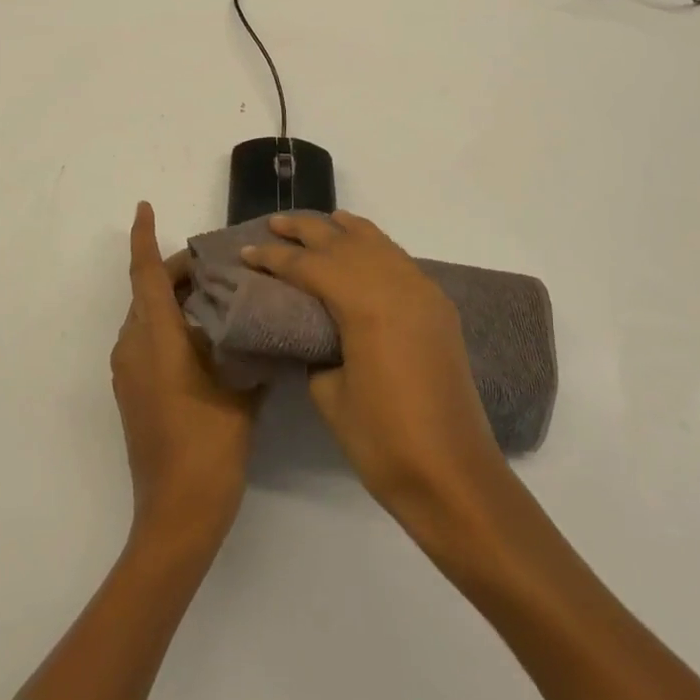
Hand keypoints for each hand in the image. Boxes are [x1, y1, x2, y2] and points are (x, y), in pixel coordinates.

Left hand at [112, 202, 262, 549]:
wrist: (177, 514)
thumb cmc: (210, 446)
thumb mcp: (240, 391)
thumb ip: (249, 350)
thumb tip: (264, 325)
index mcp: (156, 339)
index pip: (146, 274)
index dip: (144, 238)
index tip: (144, 207)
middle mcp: (133, 347)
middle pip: (147, 292)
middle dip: (176, 270)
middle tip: (218, 263)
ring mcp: (127, 372)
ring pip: (145, 316)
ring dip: (173, 298)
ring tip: (216, 294)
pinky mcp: (130, 393)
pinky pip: (145, 340)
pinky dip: (168, 324)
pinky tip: (204, 336)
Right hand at [240, 212, 509, 537]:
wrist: (453, 475)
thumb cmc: (382, 441)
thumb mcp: (329, 393)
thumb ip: (315, 347)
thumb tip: (310, 327)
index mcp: (367, 304)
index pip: (311, 266)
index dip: (275, 258)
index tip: (246, 252)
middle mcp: (398, 285)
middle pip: (344, 242)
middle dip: (306, 230)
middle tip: (273, 225)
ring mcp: (423, 293)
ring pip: (377, 243)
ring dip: (343, 231)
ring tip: (317, 223)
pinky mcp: (437, 308)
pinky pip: (399, 260)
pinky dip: (374, 246)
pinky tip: (361, 246)